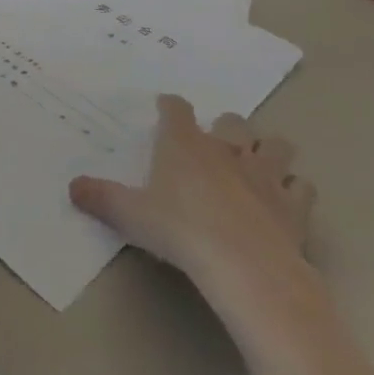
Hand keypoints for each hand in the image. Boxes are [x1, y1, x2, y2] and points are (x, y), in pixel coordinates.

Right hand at [70, 95, 314, 282]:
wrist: (245, 267)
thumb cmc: (180, 231)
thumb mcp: (130, 215)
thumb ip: (102, 198)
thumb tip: (72, 187)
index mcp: (184, 144)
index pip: (176, 109)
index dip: (170, 107)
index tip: (165, 109)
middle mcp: (226, 150)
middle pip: (233, 121)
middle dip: (227, 127)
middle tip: (215, 145)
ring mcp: (265, 175)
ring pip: (275, 145)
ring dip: (267, 151)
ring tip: (256, 165)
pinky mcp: (294, 206)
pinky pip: (301, 187)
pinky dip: (294, 190)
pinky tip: (283, 202)